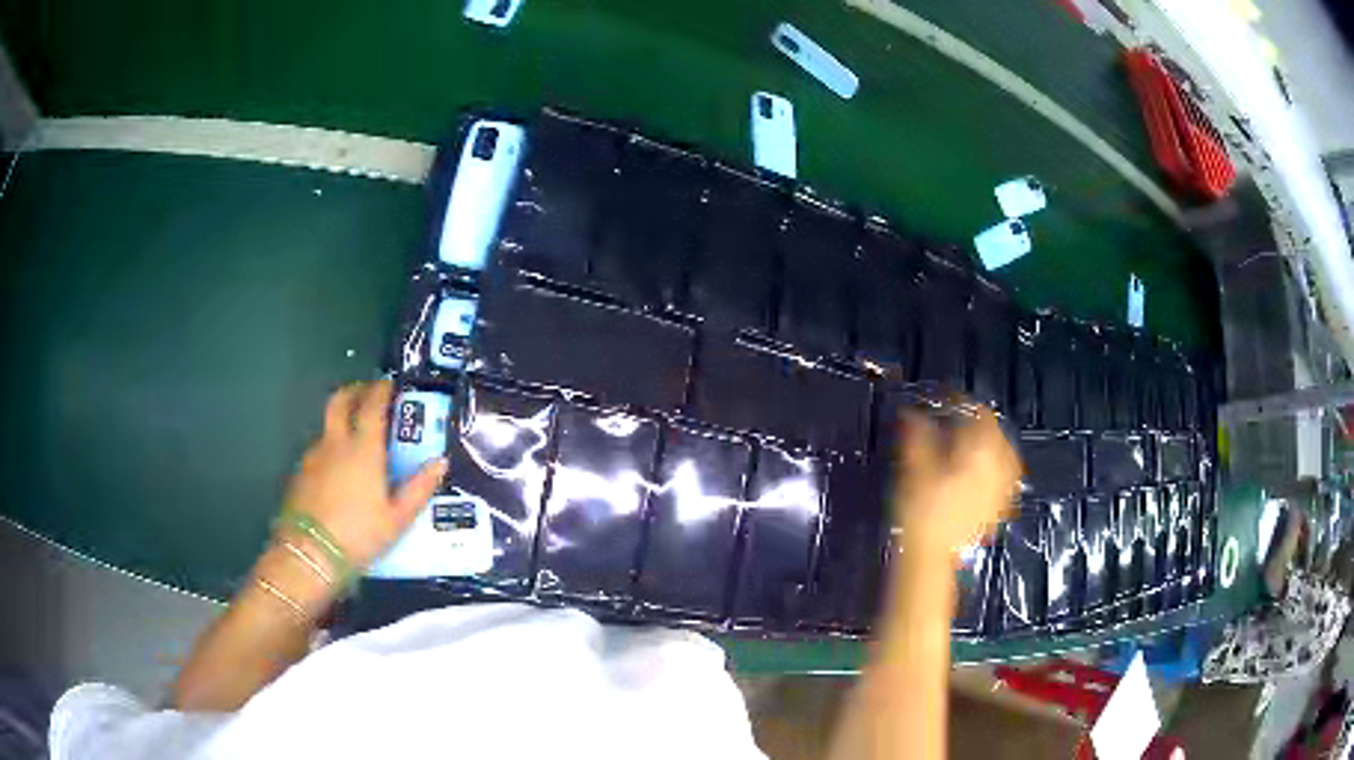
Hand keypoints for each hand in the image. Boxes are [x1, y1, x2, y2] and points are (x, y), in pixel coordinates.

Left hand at [281, 380, 447, 569]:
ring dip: (340, 420)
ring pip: (327, 425)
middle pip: (340, 401)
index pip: (372, 405)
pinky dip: (329, 446)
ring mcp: (313, 456)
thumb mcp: (397, 519)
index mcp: (363, 449)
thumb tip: (440, 462)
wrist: (309, 554)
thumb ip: (419, 488)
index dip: (381, 390)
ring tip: (353, 436)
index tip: (390, 383)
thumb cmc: (359, 535)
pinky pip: (317, 448)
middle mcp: (336, 443)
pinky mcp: (299, 472)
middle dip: (354, 391)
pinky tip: (336, 468)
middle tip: (367, 393)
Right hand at [892, 406, 1022, 561]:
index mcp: (979, 448)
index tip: (943, 402)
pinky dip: (997, 466)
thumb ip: (916, 434)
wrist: (931, 556)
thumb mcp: (913, 467)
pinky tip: (984, 470)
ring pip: (1005, 452)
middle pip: (995, 431)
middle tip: (956, 420)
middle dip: (977, 422)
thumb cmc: (921, 510)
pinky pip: (1007, 476)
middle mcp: (998, 464)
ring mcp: (1002, 487)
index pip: (978, 412)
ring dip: (991, 442)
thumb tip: (912, 412)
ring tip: (973, 441)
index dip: (960, 402)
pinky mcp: (1000, 506)